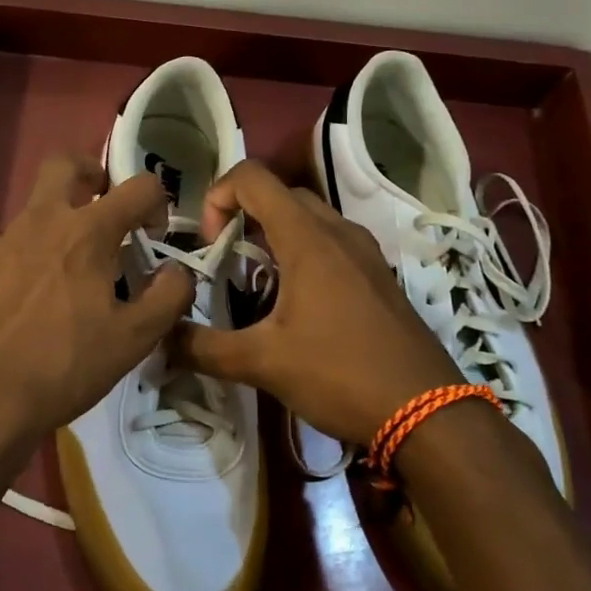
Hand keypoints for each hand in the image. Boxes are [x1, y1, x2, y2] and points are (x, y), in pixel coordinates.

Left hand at [0, 153, 194, 470]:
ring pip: (34, 212)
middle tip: (104, 203)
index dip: (157, 201)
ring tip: (66, 278)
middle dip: (91, 172)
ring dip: (58, 225)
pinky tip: (26, 305)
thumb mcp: (133, 340)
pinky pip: (7, 248)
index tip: (156, 232)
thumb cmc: (62, 367)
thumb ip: (168, 296)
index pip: (138, 187)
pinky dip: (26, 261)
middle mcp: (40, 222)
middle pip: (65, 165)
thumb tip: (178, 270)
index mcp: (86, 232)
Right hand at [172, 160, 461, 445]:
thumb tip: (160, 340)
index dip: (217, 197)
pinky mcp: (378, 277)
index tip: (210, 245)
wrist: (430, 414)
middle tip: (227, 263)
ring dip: (272, 236)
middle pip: (279, 194)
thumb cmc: (341, 375)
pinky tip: (295, 306)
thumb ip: (203, 348)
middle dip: (242, 217)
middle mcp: (338, 232)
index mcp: (308, 238)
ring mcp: (364, 253)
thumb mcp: (262, 363)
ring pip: (308, 219)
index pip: (251, 177)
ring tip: (256, 285)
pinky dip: (301, 254)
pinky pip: (330, 243)